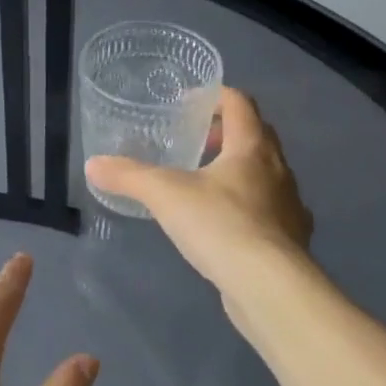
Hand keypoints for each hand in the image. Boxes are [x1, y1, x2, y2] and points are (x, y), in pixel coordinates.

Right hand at [85, 87, 314, 298]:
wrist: (271, 288)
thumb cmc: (220, 225)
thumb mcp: (164, 194)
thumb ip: (128, 175)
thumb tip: (93, 164)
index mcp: (252, 148)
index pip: (240, 104)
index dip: (215, 96)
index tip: (188, 103)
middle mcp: (279, 170)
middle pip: (257, 136)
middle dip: (226, 133)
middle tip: (194, 141)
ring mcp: (291, 207)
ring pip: (266, 175)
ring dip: (239, 171)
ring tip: (204, 184)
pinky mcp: (292, 241)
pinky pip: (270, 211)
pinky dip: (249, 208)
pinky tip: (225, 226)